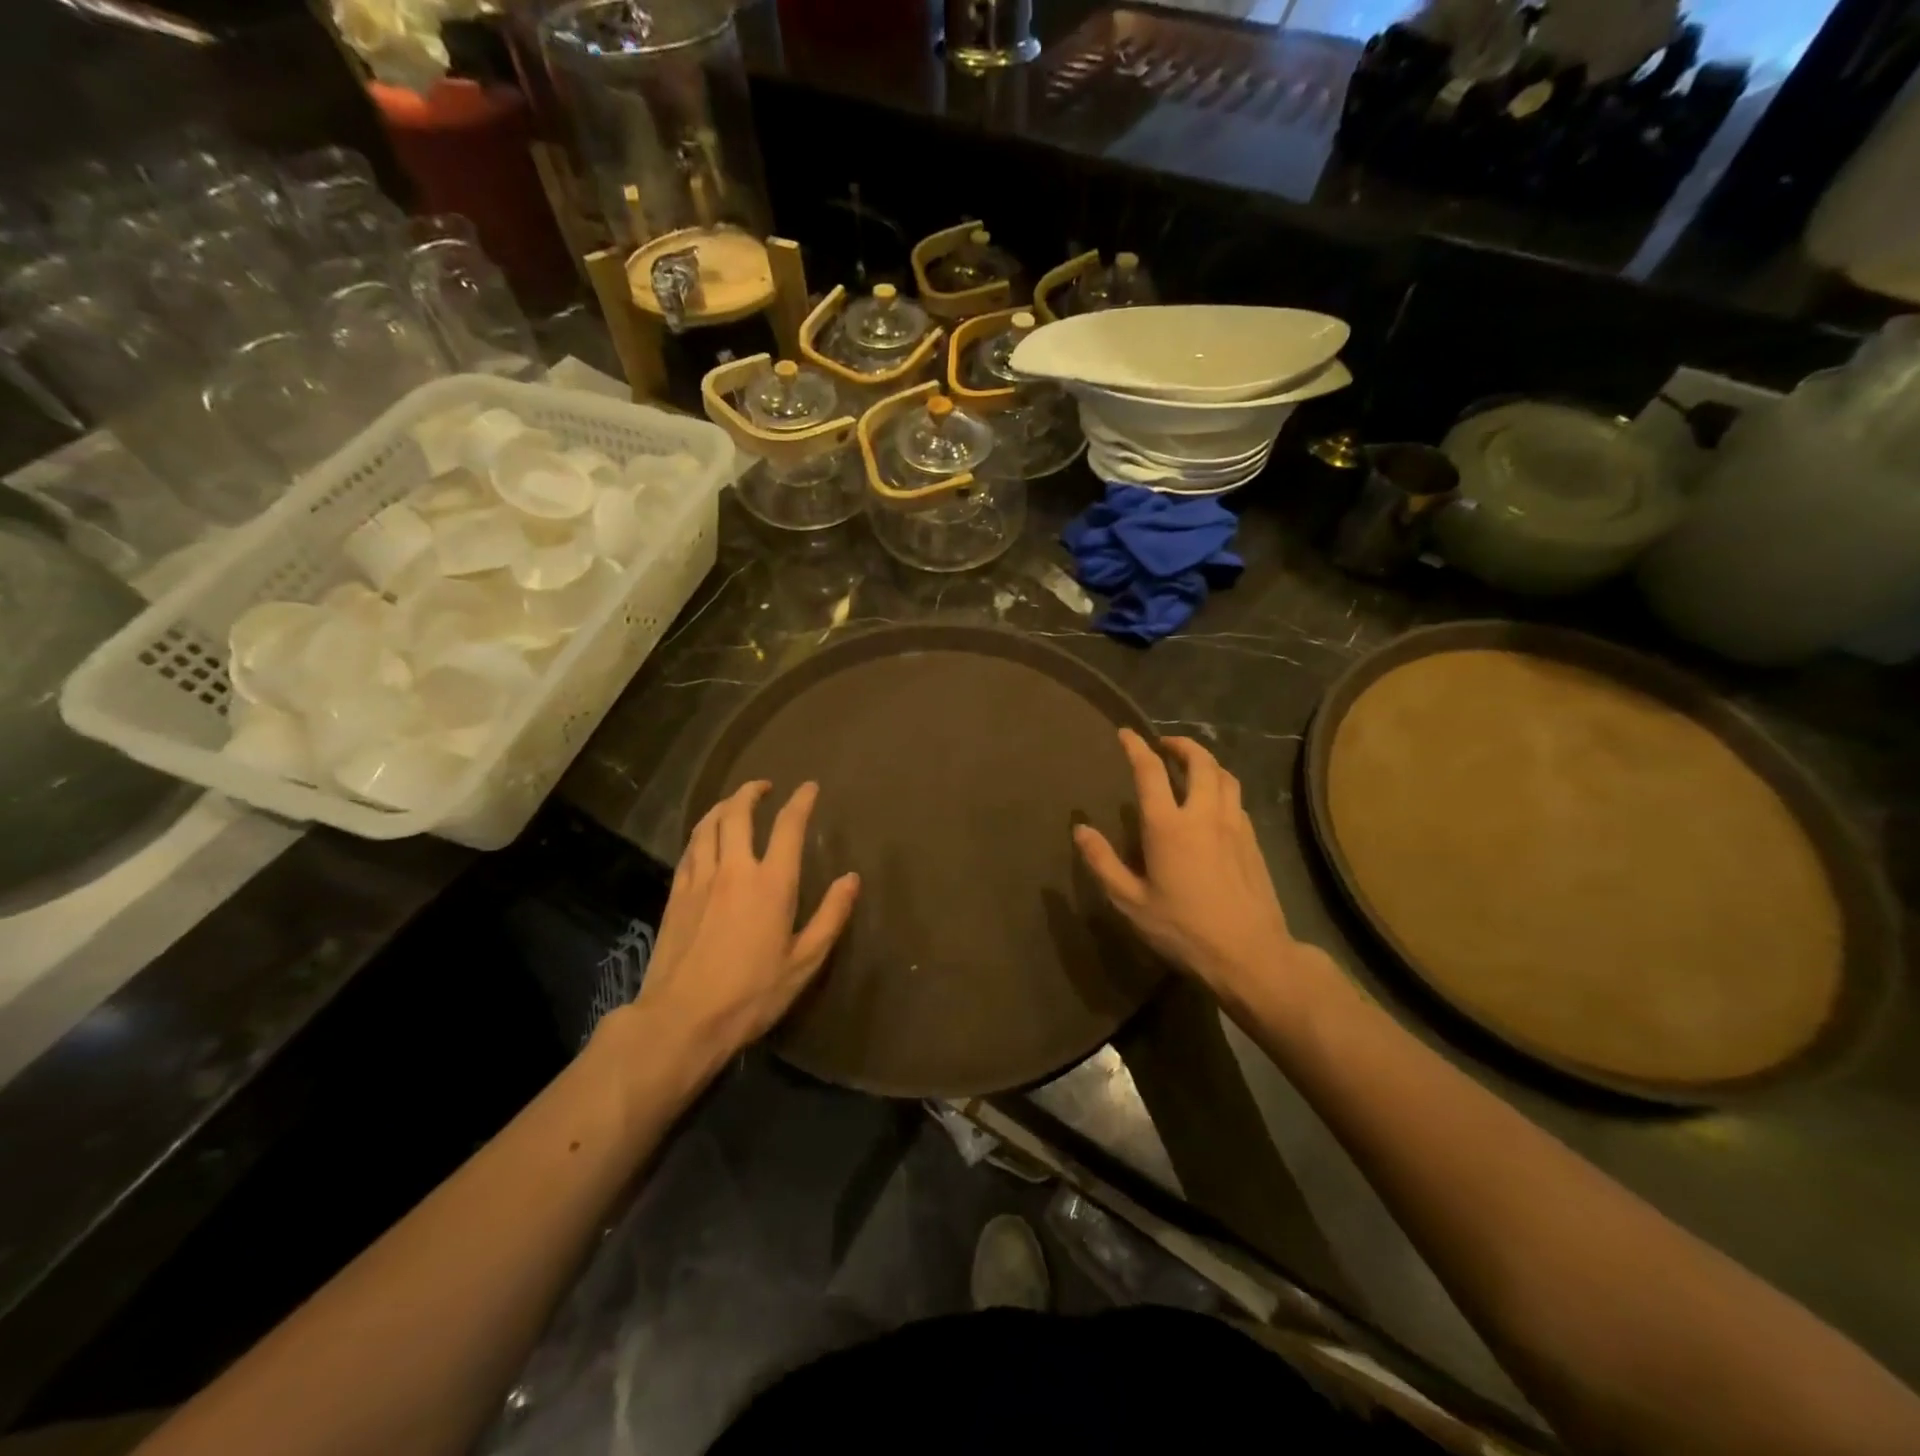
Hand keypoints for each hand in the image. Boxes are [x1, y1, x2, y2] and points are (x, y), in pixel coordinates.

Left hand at [630, 780, 858, 1085]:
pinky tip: (705, 838)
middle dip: (752, 792)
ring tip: (733, 802)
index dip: (801, 801)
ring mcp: (700, 879)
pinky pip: (689, 849)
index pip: (788, 826)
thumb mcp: (803, 962)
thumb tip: (852, 879)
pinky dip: (701, 832)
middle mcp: (734, 869)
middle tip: (764, 786)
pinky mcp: (675, 895)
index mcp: (772, 883)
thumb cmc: (751, 994)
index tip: (809, 787)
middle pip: (738, 813)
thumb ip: (830, 916)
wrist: (682, 1019)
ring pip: (708, 825)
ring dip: (723, 806)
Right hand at [1074, 729, 1297, 1001]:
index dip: (1136, 747)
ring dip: (1207, 762)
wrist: (1250, 953)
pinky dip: (1222, 787)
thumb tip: (1080, 829)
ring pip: (1225, 776)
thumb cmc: (1183, 929)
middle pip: (1200, 761)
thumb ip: (1103, 862)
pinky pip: (1236, 799)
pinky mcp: (1253, 840)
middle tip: (1165, 744)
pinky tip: (1214, 804)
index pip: (1150, 771)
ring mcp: (1234, 825)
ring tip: (1192, 766)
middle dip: (1181, 745)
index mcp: (1168, 826)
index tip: (1126, 733)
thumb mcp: (1131, 902)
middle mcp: (1204, 814)